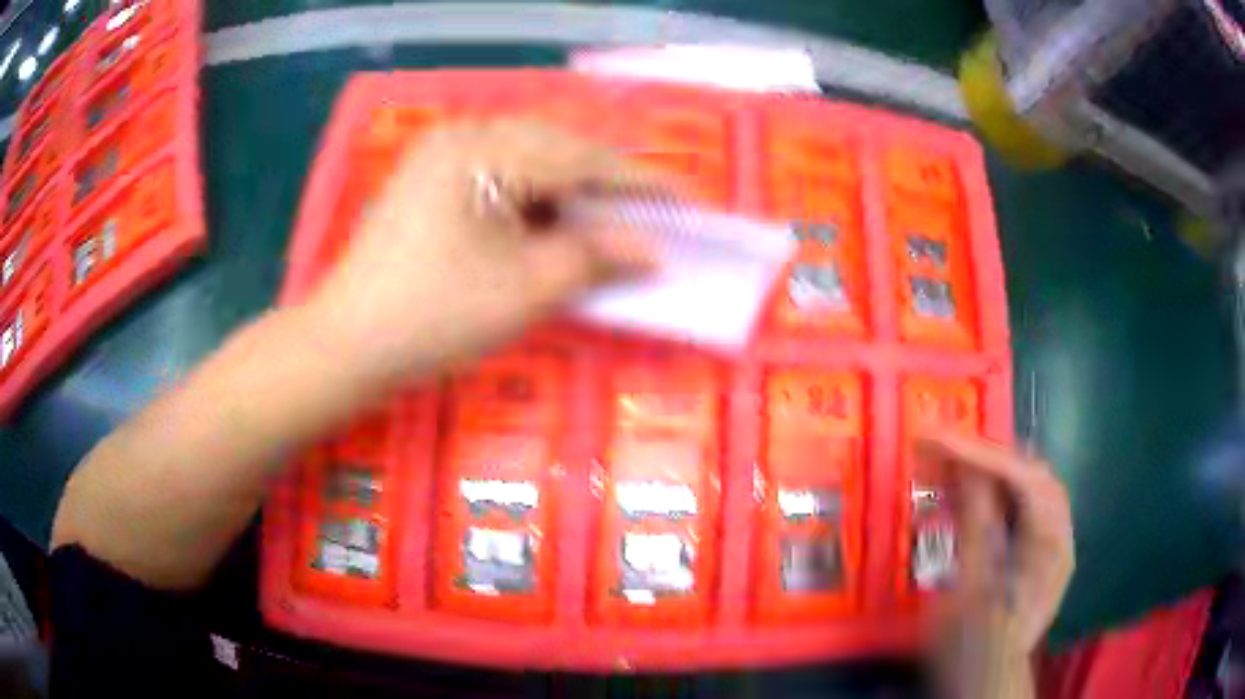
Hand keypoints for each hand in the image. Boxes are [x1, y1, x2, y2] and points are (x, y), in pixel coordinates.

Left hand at [307, 119, 659, 381]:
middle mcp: (464, 136)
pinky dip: (535, 198)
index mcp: (484, 151)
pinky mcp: (431, 179)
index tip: (689, 202)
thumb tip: (654, 250)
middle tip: (650, 217)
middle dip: (607, 185)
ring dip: (572, 191)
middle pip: (558, 149)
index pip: (583, 160)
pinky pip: (501, 175)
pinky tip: (553, 223)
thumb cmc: (433, 318)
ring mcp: (442, 154)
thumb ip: (595, 259)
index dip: (642, 184)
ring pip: (530, 160)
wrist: (346, 344)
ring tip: (607, 224)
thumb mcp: (524, 290)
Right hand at [916, 434, 1073, 653]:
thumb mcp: (970, 586)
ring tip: (951, 466)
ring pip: (1025, 490)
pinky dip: (992, 498)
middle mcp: (1058, 536)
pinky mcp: (1034, 557)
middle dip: (987, 457)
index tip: (935, 438)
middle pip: (1030, 476)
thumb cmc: (974, 645)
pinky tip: (968, 499)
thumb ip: (976, 522)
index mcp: (1050, 544)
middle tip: (943, 448)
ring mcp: (1049, 546)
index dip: (981, 453)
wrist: (982, 685)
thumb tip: (968, 465)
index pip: (1024, 478)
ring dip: (989, 475)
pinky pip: (1018, 511)